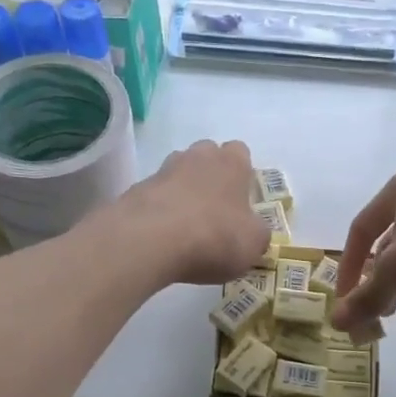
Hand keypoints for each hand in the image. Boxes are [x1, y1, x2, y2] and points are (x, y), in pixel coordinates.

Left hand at [111, 139, 270, 285]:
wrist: (151, 240)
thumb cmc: (215, 236)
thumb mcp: (253, 243)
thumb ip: (258, 234)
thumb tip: (254, 231)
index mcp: (232, 163)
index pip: (241, 153)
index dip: (242, 175)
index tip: (242, 200)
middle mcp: (198, 157)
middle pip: (207, 156)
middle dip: (211, 177)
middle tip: (215, 211)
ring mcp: (163, 170)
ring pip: (178, 173)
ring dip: (183, 192)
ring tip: (186, 225)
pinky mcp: (137, 189)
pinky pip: (156, 195)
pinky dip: (161, 210)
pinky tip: (163, 236)